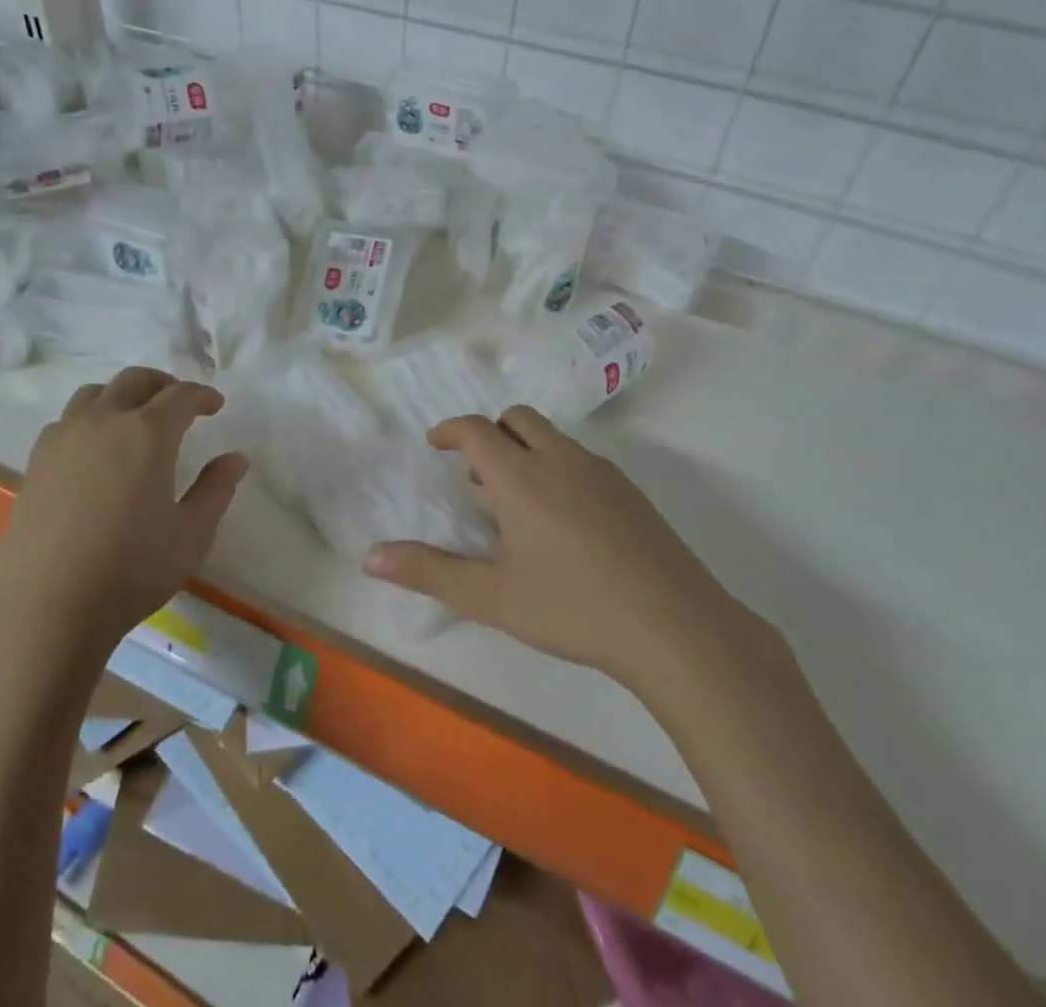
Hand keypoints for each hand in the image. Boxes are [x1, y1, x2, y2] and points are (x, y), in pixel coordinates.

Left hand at [0, 367, 248, 656]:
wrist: (43, 610)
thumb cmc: (130, 570)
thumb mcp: (191, 534)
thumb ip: (216, 490)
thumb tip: (234, 459)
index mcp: (148, 433)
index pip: (181, 395)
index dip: (202, 395)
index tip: (215, 405)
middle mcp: (104, 422)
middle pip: (135, 380)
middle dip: (163, 385)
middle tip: (180, 405)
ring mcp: (63, 439)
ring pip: (94, 394)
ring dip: (122, 396)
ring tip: (135, 420)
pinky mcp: (35, 462)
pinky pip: (67, 421)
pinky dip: (89, 420)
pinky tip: (95, 451)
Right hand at [362, 406, 749, 686]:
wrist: (675, 626)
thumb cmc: (572, 608)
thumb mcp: (491, 597)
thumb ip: (429, 573)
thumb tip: (370, 558)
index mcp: (521, 476)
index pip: (475, 429)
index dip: (450, 429)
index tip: (435, 442)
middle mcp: (560, 459)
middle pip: (517, 418)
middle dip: (490, 433)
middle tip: (478, 476)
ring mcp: (601, 472)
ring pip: (553, 438)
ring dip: (526, 451)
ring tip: (519, 505)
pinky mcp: (631, 492)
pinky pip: (581, 460)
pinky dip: (559, 469)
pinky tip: (566, 524)